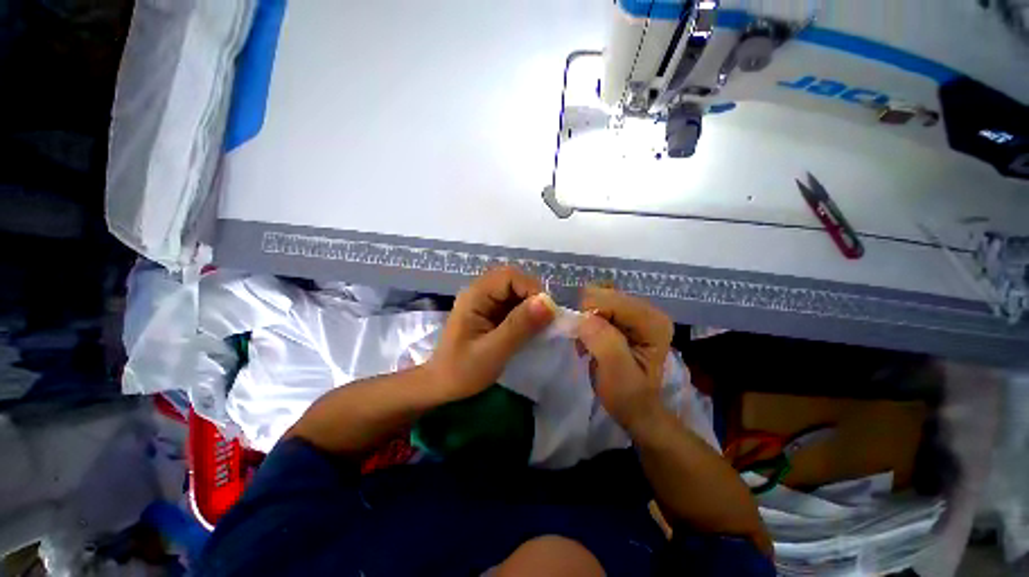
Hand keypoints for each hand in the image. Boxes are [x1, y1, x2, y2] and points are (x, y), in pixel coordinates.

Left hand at [428, 267, 555, 402]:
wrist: (442, 386)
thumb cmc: (462, 371)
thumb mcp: (493, 351)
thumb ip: (519, 326)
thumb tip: (548, 302)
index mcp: (475, 296)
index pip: (510, 276)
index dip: (532, 289)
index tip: (546, 314)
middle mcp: (480, 292)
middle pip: (514, 281)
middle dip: (533, 297)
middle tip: (545, 321)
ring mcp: (485, 302)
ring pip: (516, 292)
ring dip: (531, 306)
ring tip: (539, 327)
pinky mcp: (491, 313)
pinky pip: (514, 305)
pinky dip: (526, 314)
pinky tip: (530, 330)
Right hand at [576, 286, 673, 432]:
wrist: (634, 407)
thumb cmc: (627, 394)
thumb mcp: (616, 371)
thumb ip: (603, 341)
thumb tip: (584, 317)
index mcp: (653, 321)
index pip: (611, 300)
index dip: (591, 317)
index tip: (586, 342)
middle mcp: (647, 310)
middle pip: (604, 294)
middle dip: (588, 317)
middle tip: (587, 343)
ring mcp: (636, 311)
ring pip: (598, 297)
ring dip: (586, 319)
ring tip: (589, 342)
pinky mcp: (624, 315)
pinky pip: (597, 303)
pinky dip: (587, 319)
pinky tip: (591, 337)